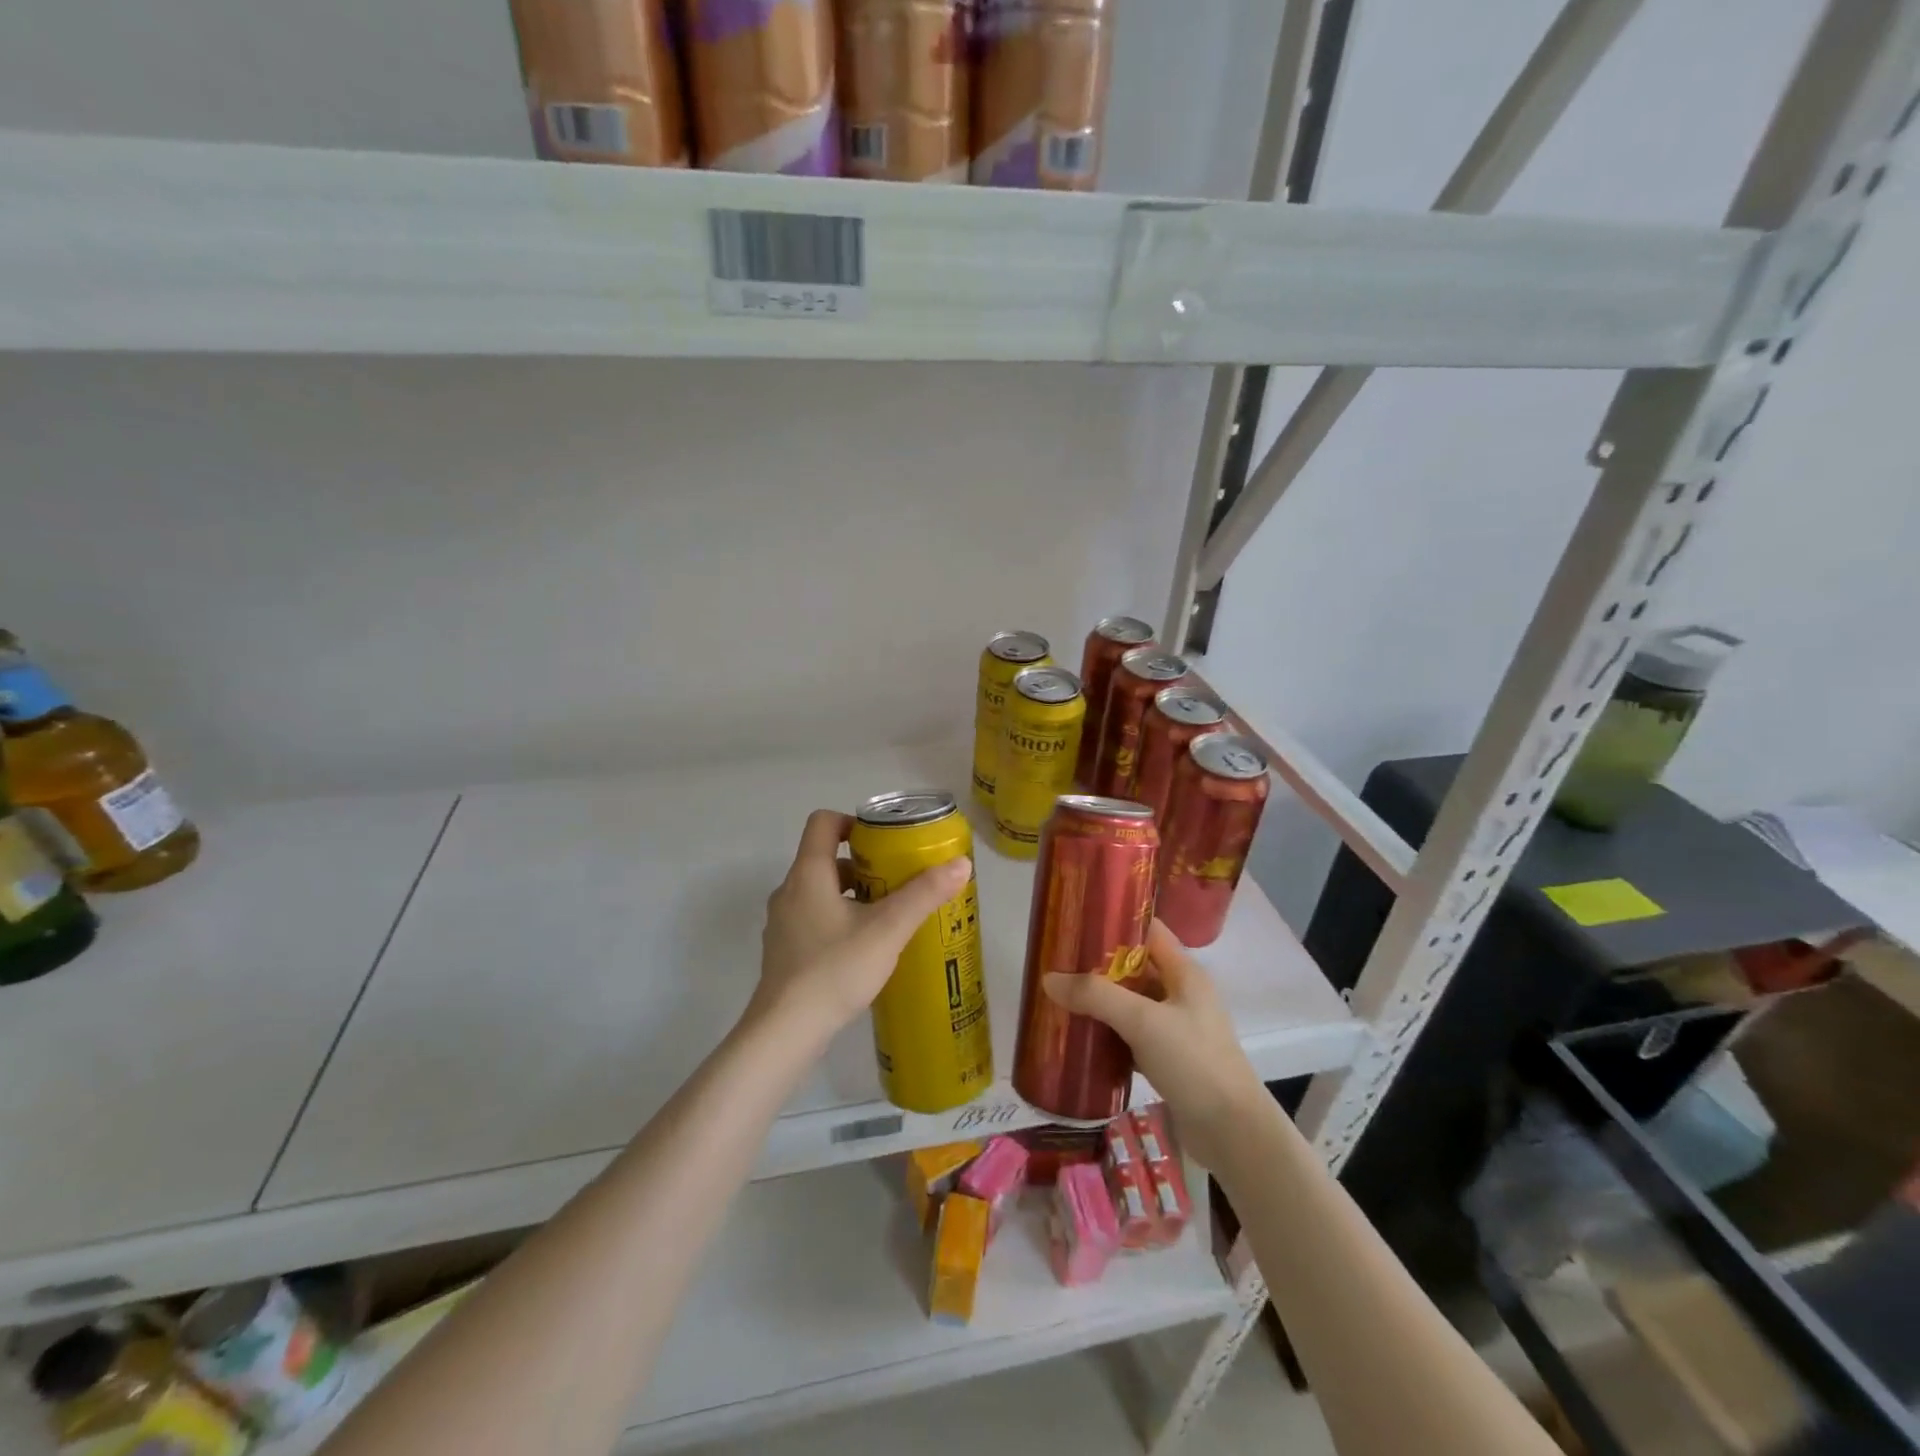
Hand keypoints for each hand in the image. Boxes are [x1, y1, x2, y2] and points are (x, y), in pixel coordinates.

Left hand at [752, 809, 970, 1039]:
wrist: (786, 1031)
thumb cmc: (835, 969)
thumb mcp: (888, 929)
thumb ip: (924, 894)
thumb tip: (961, 864)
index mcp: (808, 874)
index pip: (823, 822)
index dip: (853, 822)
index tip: (883, 841)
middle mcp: (789, 891)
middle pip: (825, 859)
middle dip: (863, 865)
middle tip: (896, 881)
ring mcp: (782, 923)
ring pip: (820, 892)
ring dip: (852, 895)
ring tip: (887, 916)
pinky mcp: (784, 951)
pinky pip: (813, 919)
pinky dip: (839, 920)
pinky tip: (864, 948)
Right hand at [1043, 919, 1266, 1170]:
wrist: (1233, 1134)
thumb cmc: (1193, 1062)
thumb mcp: (1142, 1021)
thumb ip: (1096, 996)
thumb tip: (1048, 979)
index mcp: (1185, 973)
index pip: (1148, 931)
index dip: (1116, 922)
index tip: (1077, 923)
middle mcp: (1182, 994)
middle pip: (1136, 968)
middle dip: (1098, 966)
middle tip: (1058, 964)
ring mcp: (1177, 1028)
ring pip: (1132, 1004)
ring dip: (1101, 1002)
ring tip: (1061, 998)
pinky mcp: (1170, 1059)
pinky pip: (1132, 1036)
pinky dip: (1109, 1034)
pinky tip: (1082, 1038)